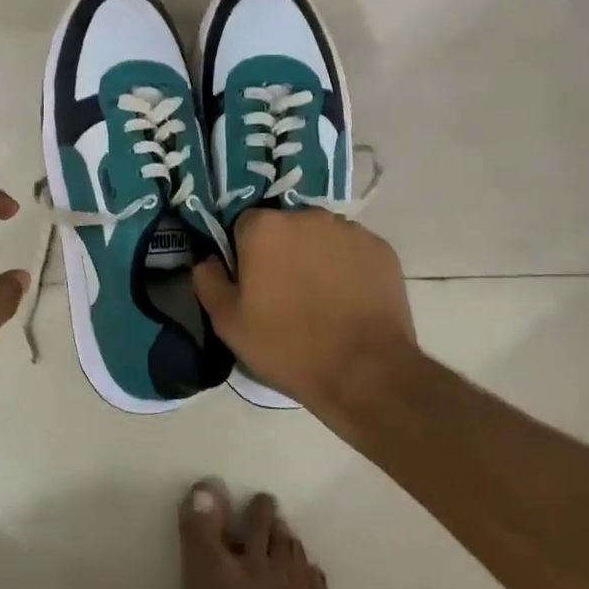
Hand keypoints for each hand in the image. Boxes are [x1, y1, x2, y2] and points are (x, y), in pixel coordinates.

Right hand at [192, 208, 418, 412]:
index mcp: (265, 227)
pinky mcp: (380, 248)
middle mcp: (307, 216)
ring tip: (321, 298)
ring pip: (319, 236)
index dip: (244, 253)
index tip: (252, 284)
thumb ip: (208, 282)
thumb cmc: (288, 346)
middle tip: (285, 293)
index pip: (243, 225)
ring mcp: (348, 229)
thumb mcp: (229, 323)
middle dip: (281, 251)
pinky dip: (347, 267)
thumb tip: (207, 261)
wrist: (365, 372)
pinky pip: (352, 250)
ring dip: (314, 256)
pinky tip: (348, 300)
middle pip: (284, 227)